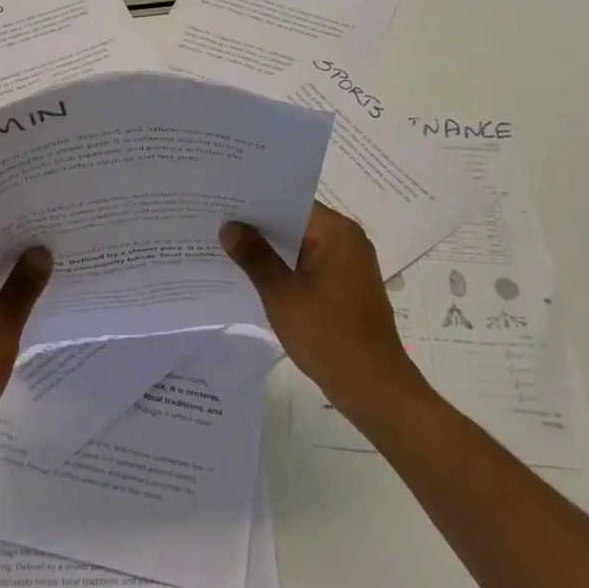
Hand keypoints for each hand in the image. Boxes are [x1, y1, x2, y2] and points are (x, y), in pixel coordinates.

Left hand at [0, 248, 52, 470]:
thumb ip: (23, 285)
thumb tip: (41, 250)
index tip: (45, 218)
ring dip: (14, 280)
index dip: (12, 228)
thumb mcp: (1, 326)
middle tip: (58, 238)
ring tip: (55, 265)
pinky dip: (7, 303)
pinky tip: (38, 302)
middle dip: (18, 253)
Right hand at [222, 203, 431, 426]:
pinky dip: (285, 267)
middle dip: (259, 225)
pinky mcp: (346, 286)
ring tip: (227, 246)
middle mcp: (347, 240)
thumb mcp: (281, 294)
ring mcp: (349, 264)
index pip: (290, 201)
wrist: (373, 386)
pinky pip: (309, 264)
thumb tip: (230, 227)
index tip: (222, 201)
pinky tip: (254, 275)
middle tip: (216, 222)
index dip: (255, 201)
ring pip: (301, 244)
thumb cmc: (327, 335)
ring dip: (271, 248)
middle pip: (296, 221)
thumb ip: (255, 257)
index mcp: (336, 232)